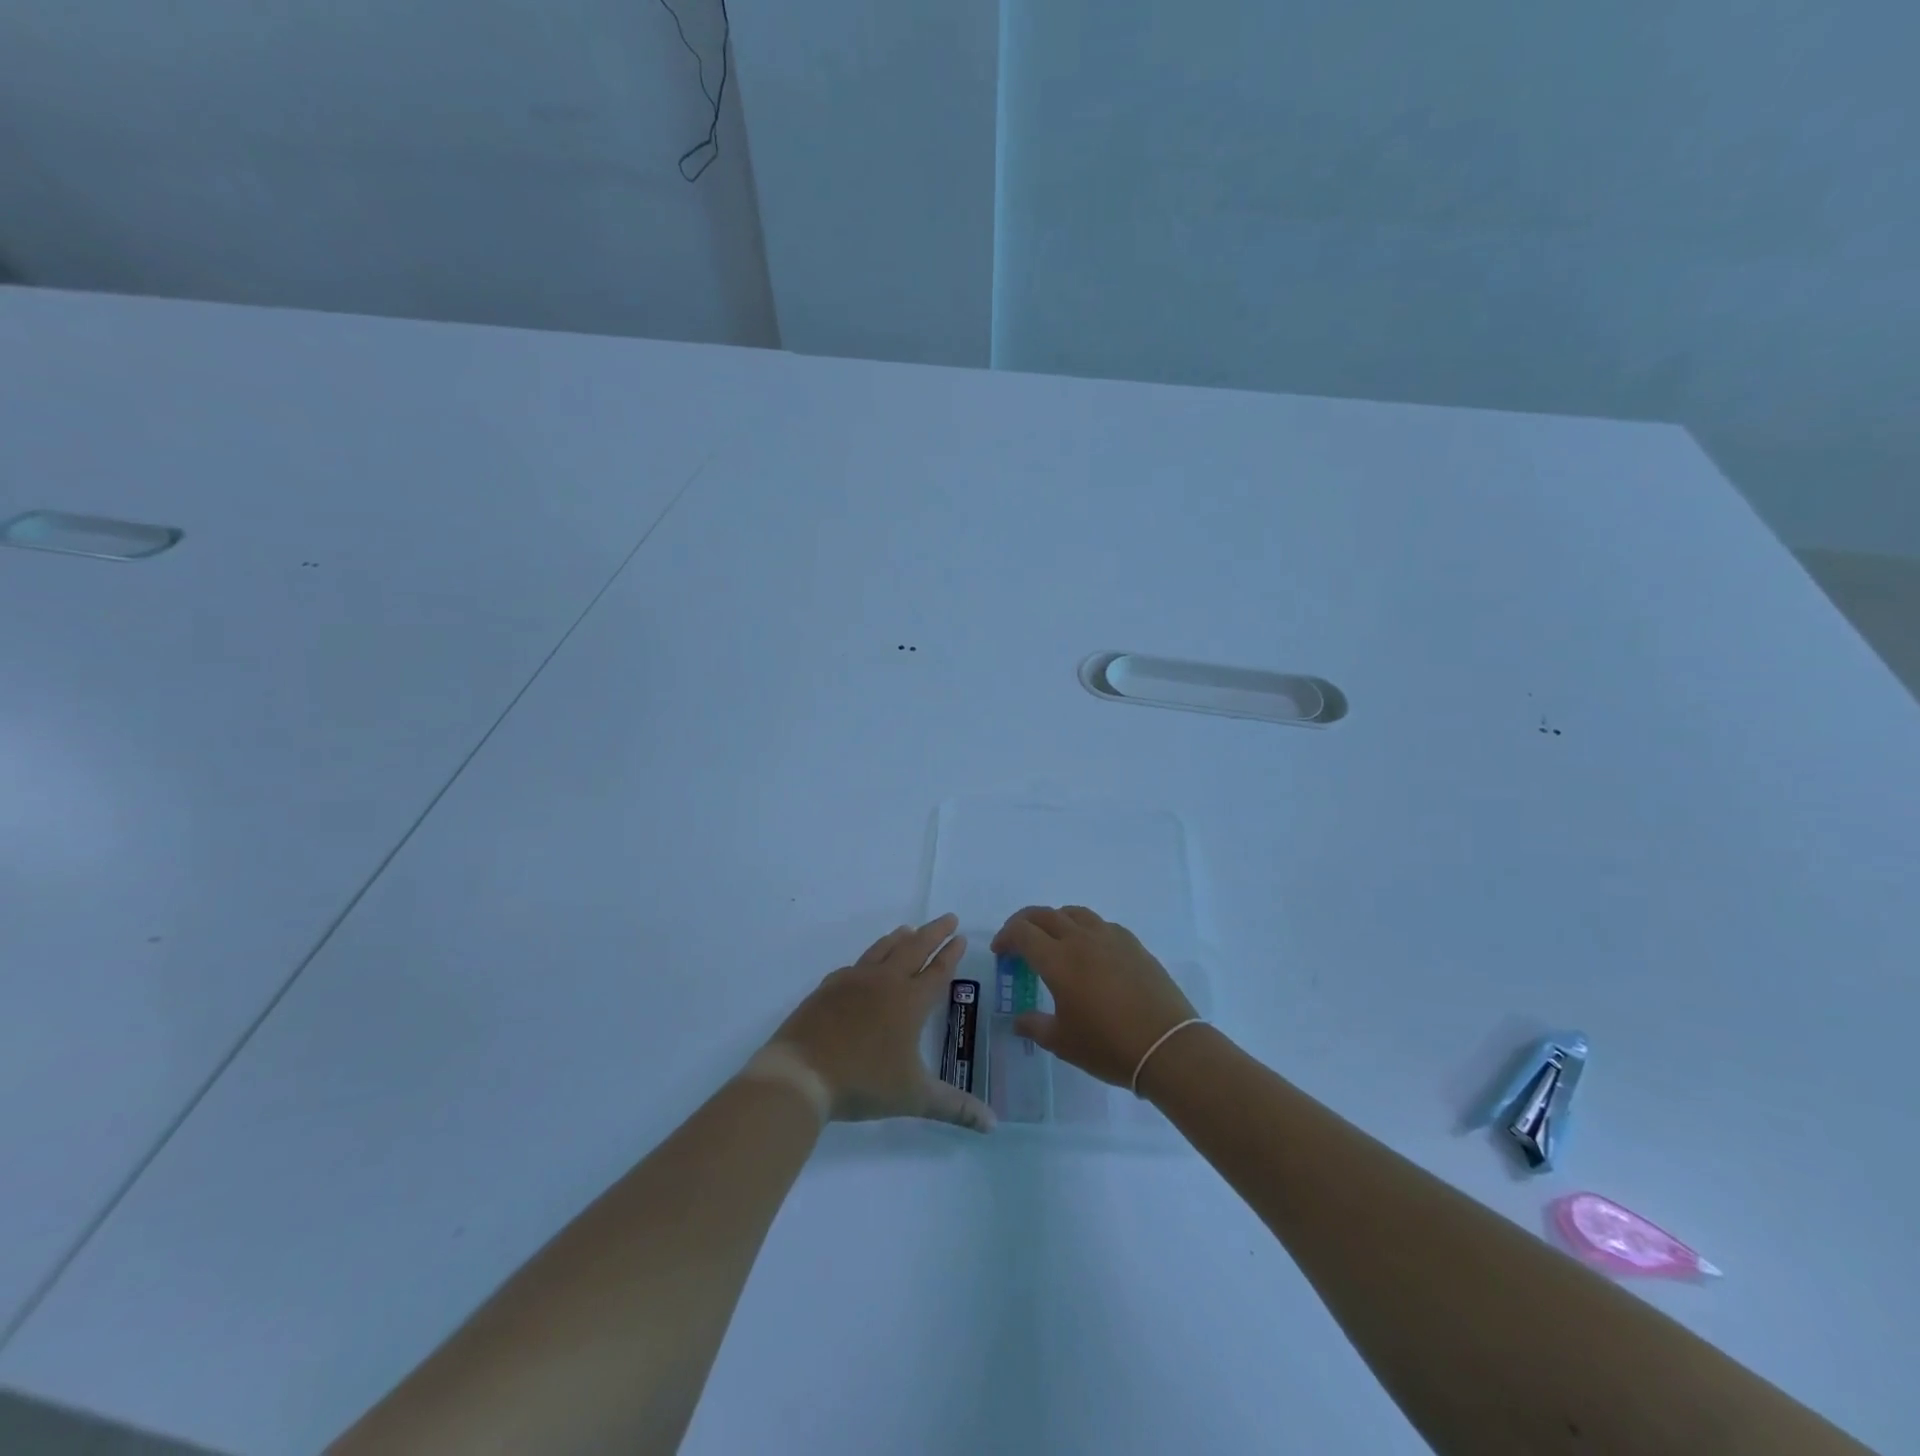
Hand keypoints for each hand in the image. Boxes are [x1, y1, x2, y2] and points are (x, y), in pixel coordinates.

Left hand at [762, 914, 994, 1131]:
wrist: (802, 1073)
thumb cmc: (863, 1082)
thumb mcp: (914, 1097)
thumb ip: (954, 1107)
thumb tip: (993, 1123)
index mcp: (910, 1001)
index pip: (938, 971)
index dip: (952, 954)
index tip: (962, 937)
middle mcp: (885, 982)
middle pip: (914, 948)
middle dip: (934, 933)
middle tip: (948, 918)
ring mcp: (853, 981)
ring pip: (883, 949)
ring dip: (900, 938)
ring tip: (909, 930)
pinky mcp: (828, 988)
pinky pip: (855, 965)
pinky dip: (868, 958)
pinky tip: (866, 963)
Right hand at [992, 906, 1196, 1088]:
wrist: (1166, 1046)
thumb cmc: (1108, 1046)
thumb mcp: (1063, 1042)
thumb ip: (1035, 1026)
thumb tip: (1019, 1021)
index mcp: (1058, 960)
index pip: (1022, 932)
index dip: (1006, 937)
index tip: (1001, 953)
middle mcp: (1081, 939)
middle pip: (1045, 914)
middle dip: (1025, 922)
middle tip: (1018, 941)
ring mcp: (1110, 938)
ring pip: (1075, 913)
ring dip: (1056, 920)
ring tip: (1053, 940)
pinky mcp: (1133, 944)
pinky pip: (1101, 924)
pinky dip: (1085, 929)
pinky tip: (1090, 951)